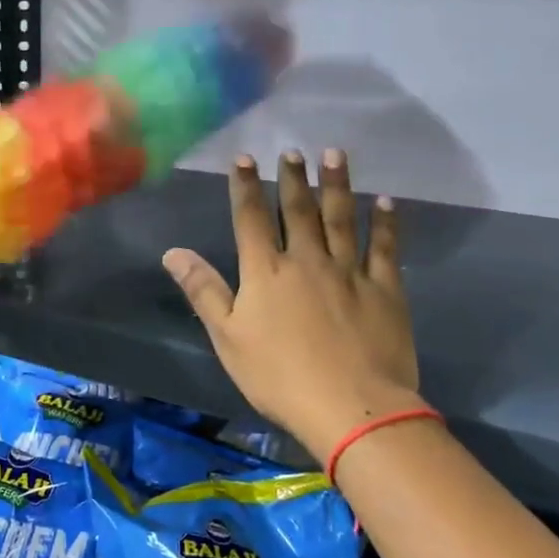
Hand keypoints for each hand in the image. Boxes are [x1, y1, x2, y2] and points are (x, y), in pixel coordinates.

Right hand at [163, 150, 422, 461]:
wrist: (351, 407)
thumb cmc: (279, 376)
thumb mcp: (228, 337)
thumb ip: (203, 290)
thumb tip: (173, 251)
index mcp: (266, 272)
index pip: (250, 219)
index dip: (245, 187)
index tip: (244, 158)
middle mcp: (307, 260)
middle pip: (298, 210)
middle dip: (292, 178)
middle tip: (293, 150)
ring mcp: (349, 271)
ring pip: (341, 218)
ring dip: (337, 185)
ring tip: (335, 154)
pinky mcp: (384, 289)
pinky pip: (385, 248)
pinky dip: (385, 223)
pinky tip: (385, 202)